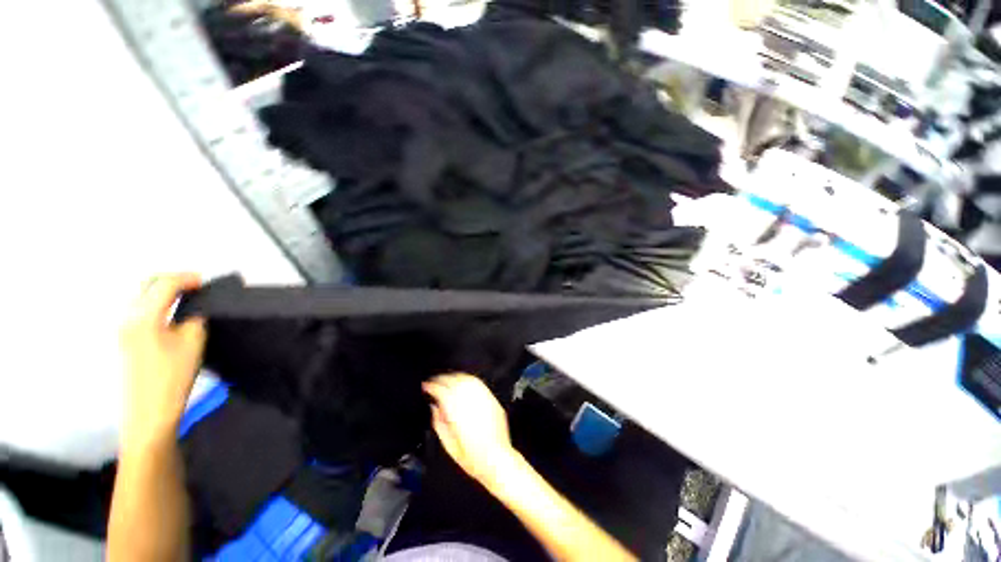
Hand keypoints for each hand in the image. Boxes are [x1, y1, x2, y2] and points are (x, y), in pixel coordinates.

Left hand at [120, 274, 205, 448]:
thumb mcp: (193, 343)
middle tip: (196, 286)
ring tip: (186, 297)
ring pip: (141, 296)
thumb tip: (194, 308)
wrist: (148, 412)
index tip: (206, 282)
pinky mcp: (124, 338)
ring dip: (163, 290)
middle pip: (146, 285)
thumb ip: (194, 319)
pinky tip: (171, 312)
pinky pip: (139, 309)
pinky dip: (156, 302)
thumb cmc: (173, 377)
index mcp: (144, 317)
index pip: (164, 284)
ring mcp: (122, 328)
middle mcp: (127, 317)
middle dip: (171, 279)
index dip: (187, 278)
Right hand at [423, 373, 517, 484]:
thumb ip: (439, 423)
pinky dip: (468, 380)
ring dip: (454, 377)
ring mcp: (483, 400)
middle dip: (442, 379)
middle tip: (434, 382)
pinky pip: (479, 384)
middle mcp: (471, 404)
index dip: (432, 386)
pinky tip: (464, 381)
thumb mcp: (449, 446)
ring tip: (447, 379)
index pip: (442, 392)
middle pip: (454, 382)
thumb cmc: (474, 459)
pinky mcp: (492, 401)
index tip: (427, 386)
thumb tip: (434, 408)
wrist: (497, 461)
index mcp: (458, 415)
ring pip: (466, 380)